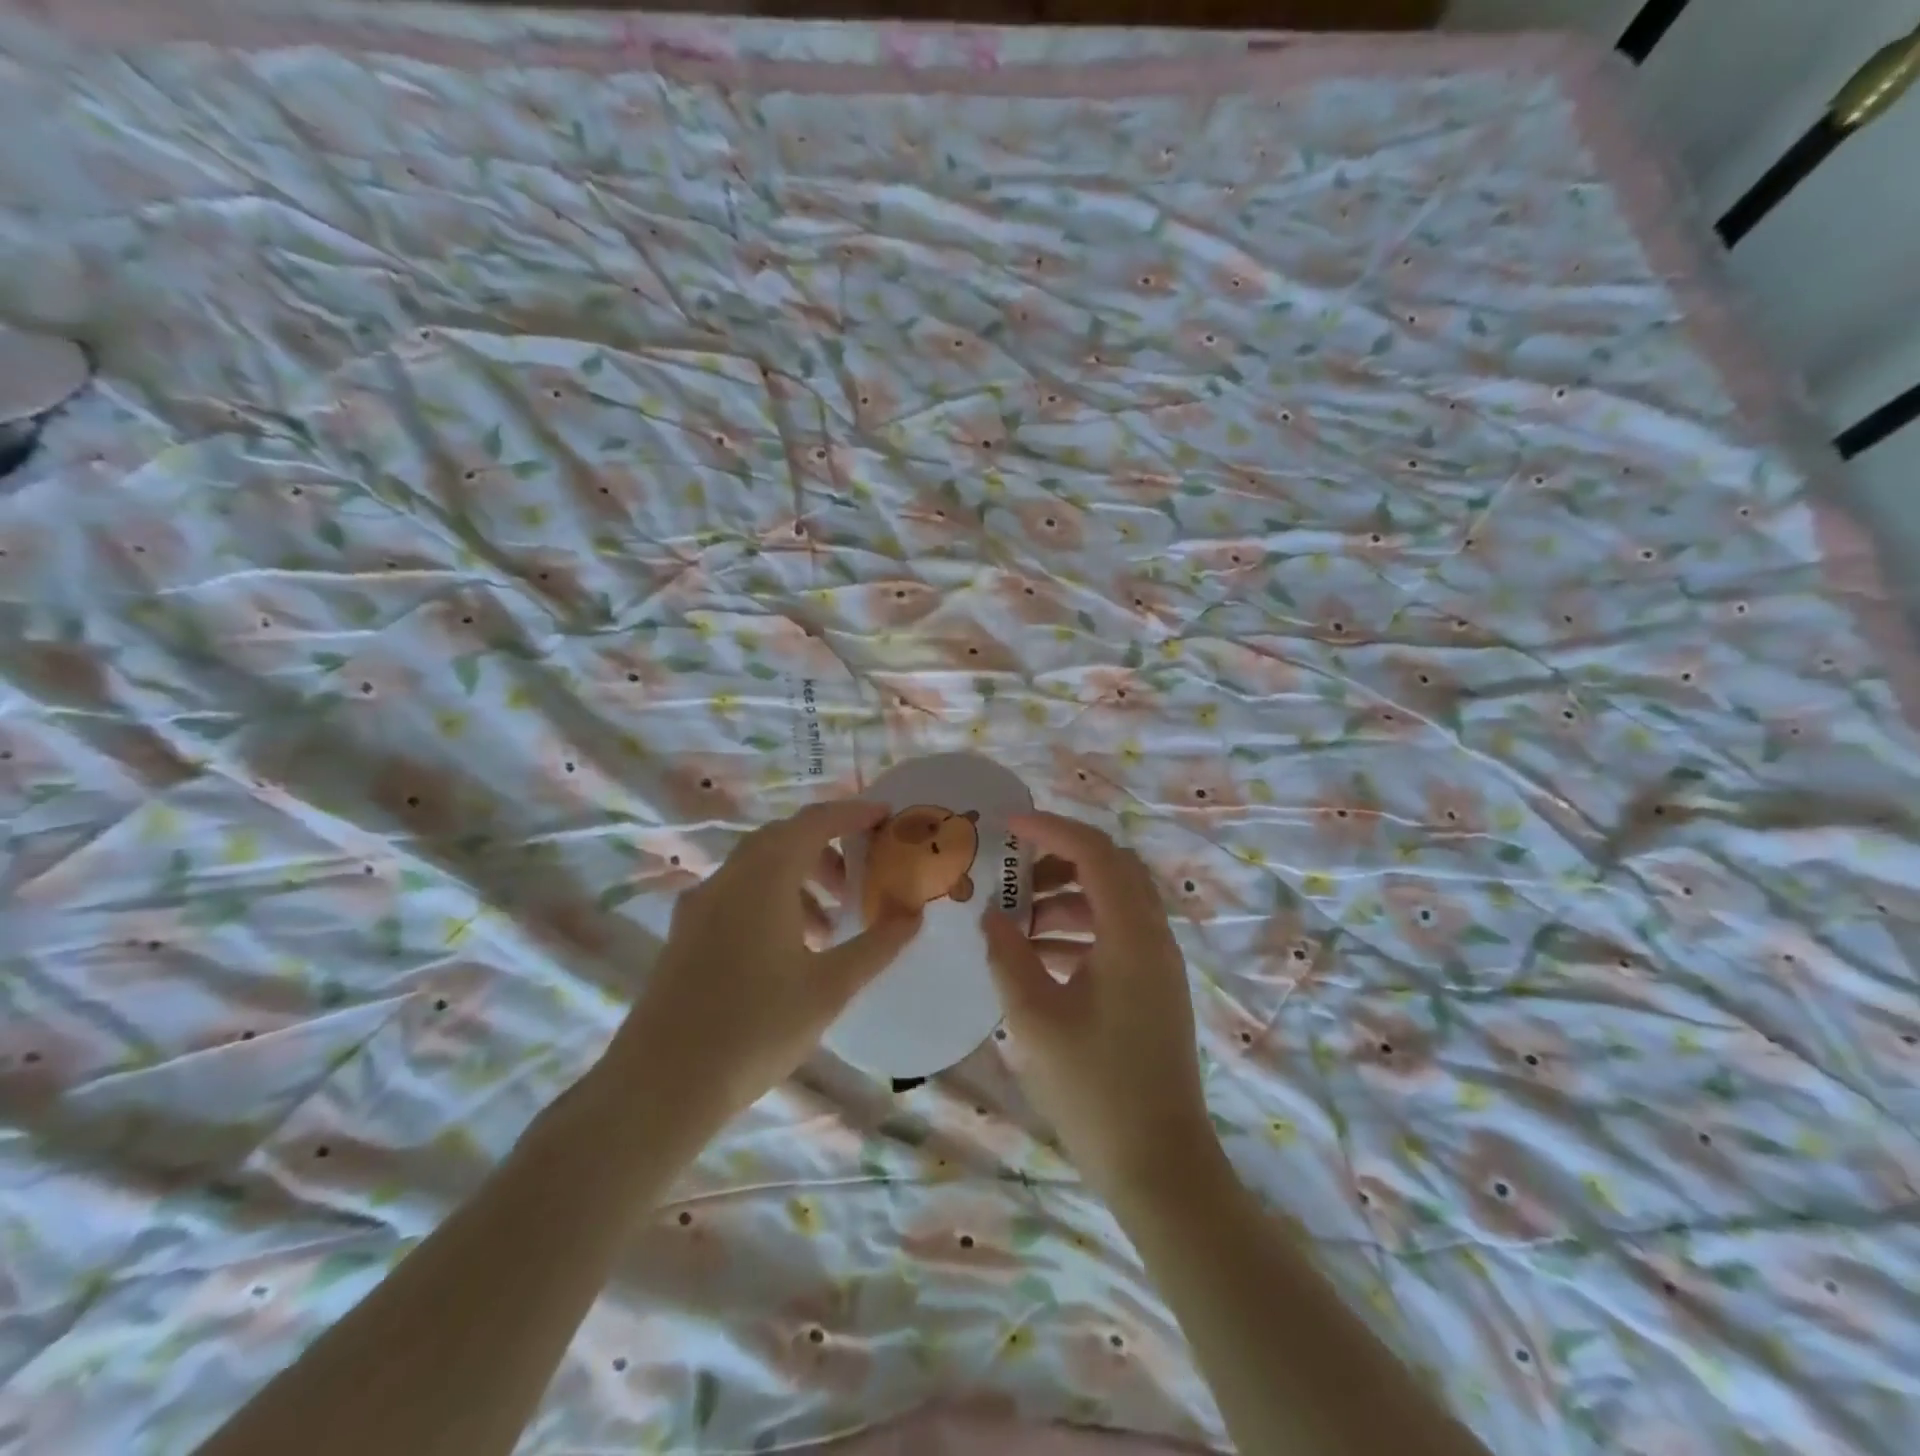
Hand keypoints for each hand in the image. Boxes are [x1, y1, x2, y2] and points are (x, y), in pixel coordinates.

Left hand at [612, 799, 920, 1132]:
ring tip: (829, 925)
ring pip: (758, 868)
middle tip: (859, 878)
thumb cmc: (756, 1027)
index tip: (886, 817)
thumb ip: (877, 946)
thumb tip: (913, 915)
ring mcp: (700, 905)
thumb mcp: (830, 987)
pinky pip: (737, 894)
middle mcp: (729, 877)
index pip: (815, 822)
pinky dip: (771, 900)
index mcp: (765, 877)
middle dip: (827, 848)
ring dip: (799, 879)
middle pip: (784, 839)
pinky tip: (788, 950)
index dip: (853, 813)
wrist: (661, 1084)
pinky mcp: (685, 933)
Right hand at [983, 811, 1215, 1200]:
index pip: (1095, 854)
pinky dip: (1079, 931)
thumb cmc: (1095, 1090)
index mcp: (1130, 935)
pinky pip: (1116, 936)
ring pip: (1114, 903)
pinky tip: (1039, 958)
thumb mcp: (1034, 1020)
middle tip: (1014, 872)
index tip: (1007, 826)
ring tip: (1016, 921)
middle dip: (1060, 860)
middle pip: (1112, 869)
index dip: (1051, 830)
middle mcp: (1153, 938)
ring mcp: (1158, 965)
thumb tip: (991, 916)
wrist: (1160, 1167)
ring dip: (1067, 898)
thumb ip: (1007, 957)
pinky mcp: (1155, 990)